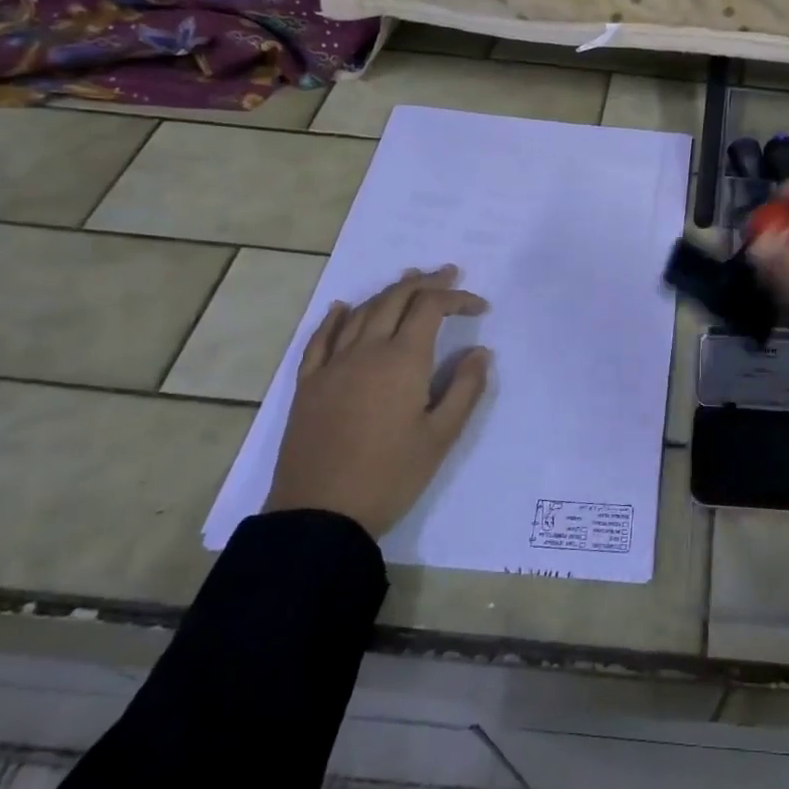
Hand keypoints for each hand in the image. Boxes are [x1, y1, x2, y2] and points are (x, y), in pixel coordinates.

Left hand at [263, 266, 491, 537]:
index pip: (430, 308)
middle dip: (425, 282)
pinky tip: (343, 308)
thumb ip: (465, 388)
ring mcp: (332, 365)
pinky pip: (321, 338)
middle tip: (449, 275)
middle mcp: (365, 350)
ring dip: (388, 291)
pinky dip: (336, 317)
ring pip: (361, 312)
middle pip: (395, 299)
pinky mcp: (308, 385)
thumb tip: (480, 351)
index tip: (481, 307)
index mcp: (402, 360)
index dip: (457, 298)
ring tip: (409, 280)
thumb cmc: (390, 475)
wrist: (319, 514)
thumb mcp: (441, 436)